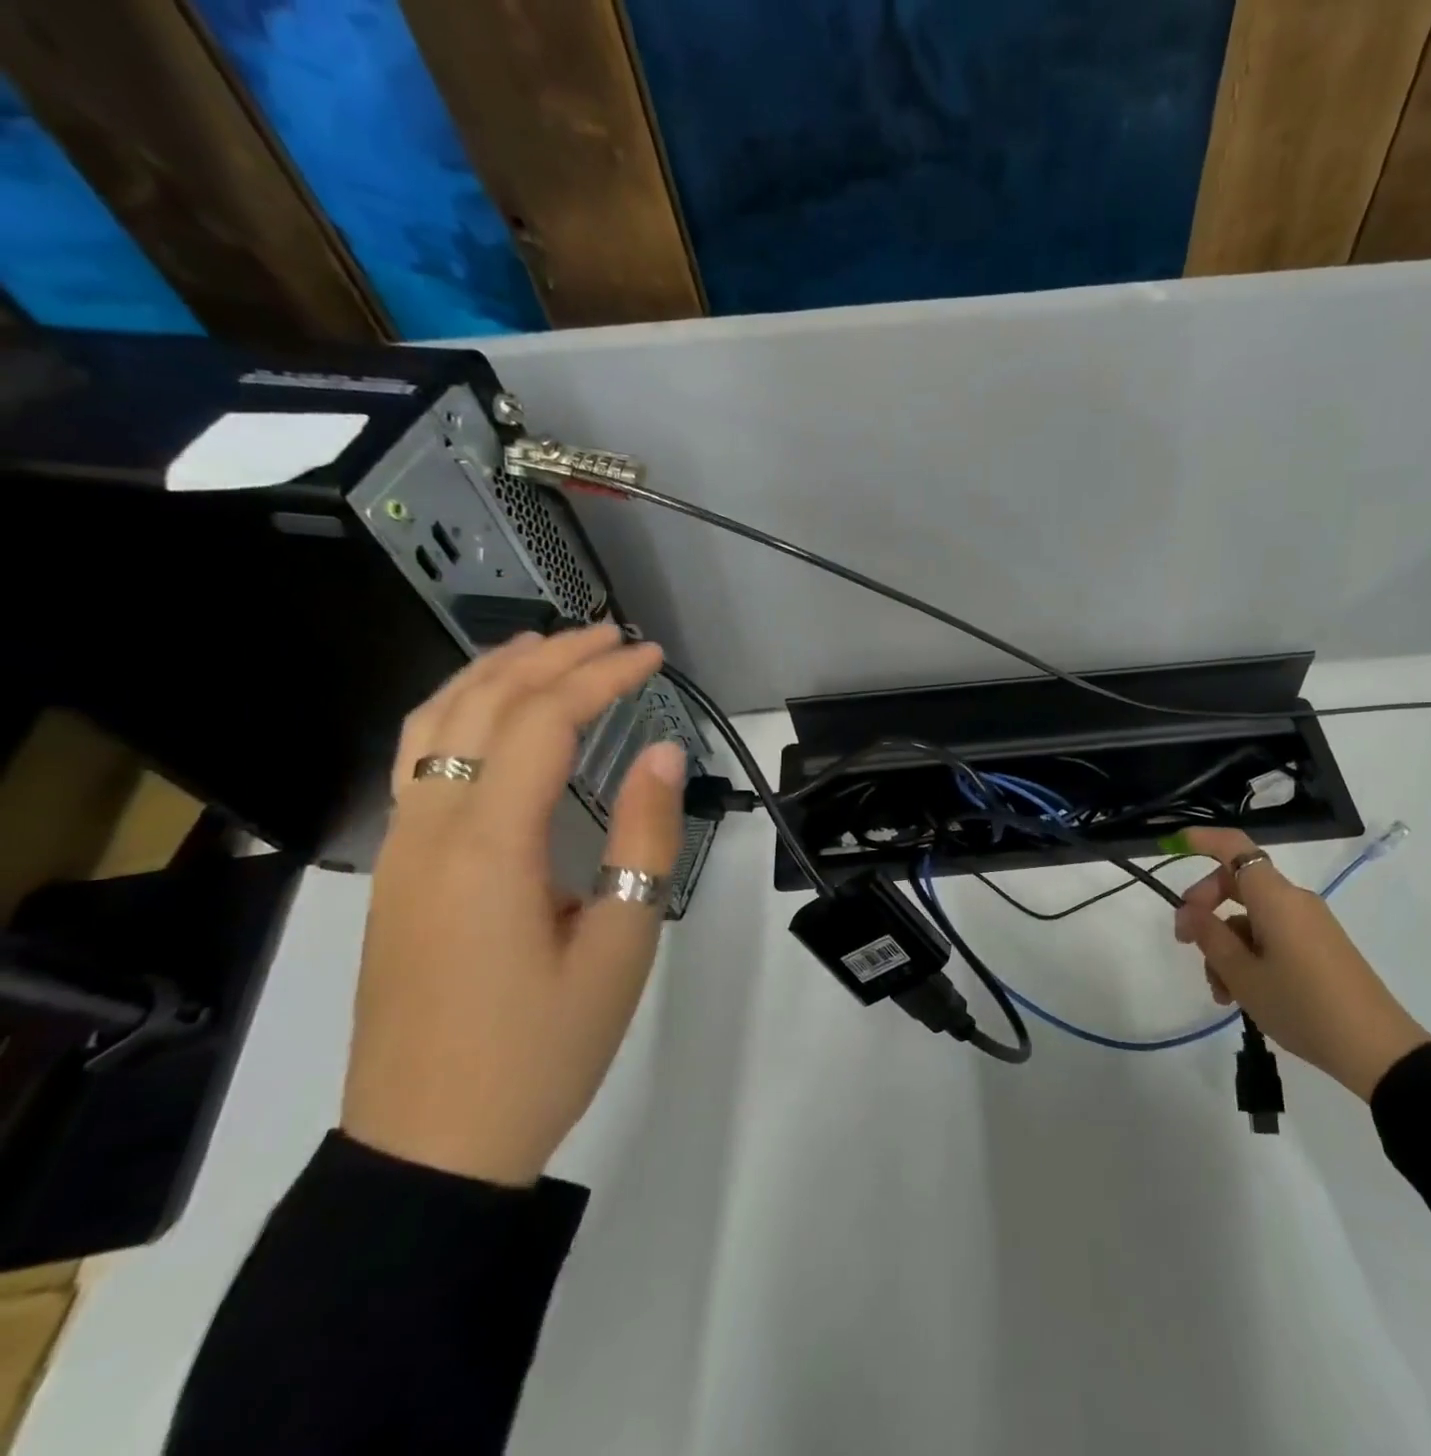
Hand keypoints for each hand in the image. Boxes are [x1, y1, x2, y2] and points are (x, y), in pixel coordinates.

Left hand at [342, 624, 686, 1186]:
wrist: (432, 1146)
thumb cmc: (542, 1048)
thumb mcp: (620, 944)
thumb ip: (643, 838)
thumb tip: (664, 753)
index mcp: (489, 845)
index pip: (544, 722)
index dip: (601, 677)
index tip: (652, 654)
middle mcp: (431, 828)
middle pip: (482, 706)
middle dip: (550, 658)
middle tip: (612, 636)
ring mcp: (402, 849)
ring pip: (434, 725)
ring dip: (493, 674)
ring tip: (548, 649)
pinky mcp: (396, 873)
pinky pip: (419, 762)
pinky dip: (458, 714)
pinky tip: (490, 718)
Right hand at [1173, 828, 1429, 1099]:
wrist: (1377, 1050)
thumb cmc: (1302, 1004)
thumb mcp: (1243, 975)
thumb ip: (1210, 936)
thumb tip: (1188, 910)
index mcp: (1275, 897)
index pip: (1235, 848)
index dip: (1203, 840)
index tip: (1175, 845)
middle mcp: (1294, 900)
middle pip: (1238, 885)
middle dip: (1206, 909)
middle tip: (1185, 942)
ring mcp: (1310, 924)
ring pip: (1252, 918)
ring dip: (1227, 945)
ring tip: (1220, 992)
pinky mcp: (1320, 946)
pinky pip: (1273, 935)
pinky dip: (1250, 955)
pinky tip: (1242, 994)